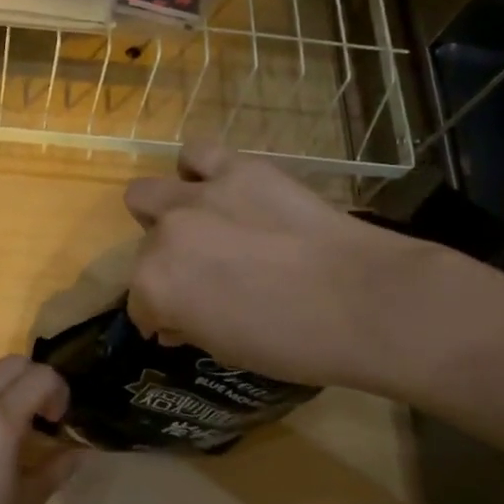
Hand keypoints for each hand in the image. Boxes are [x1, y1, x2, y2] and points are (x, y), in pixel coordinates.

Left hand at [0, 356, 79, 503]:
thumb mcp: (30, 501)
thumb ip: (58, 466)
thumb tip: (82, 450)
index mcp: (1, 423)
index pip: (41, 377)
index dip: (59, 392)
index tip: (57, 420)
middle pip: (13, 363)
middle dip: (35, 380)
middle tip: (40, 415)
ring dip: (5, 380)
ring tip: (10, 414)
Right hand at [124, 140, 436, 389]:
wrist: (364, 301)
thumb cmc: (293, 343)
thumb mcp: (226, 348)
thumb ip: (189, 324)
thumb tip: (176, 319)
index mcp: (156, 286)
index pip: (139, 304)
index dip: (160, 316)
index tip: (180, 324)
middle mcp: (165, 235)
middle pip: (145, 248)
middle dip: (164, 266)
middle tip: (199, 276)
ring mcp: (199, 196)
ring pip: (148, 192)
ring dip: (164, 212)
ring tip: (198, 224)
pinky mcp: (239, 169)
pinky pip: (197, 154)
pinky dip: (199, 171)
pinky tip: (221, 189)